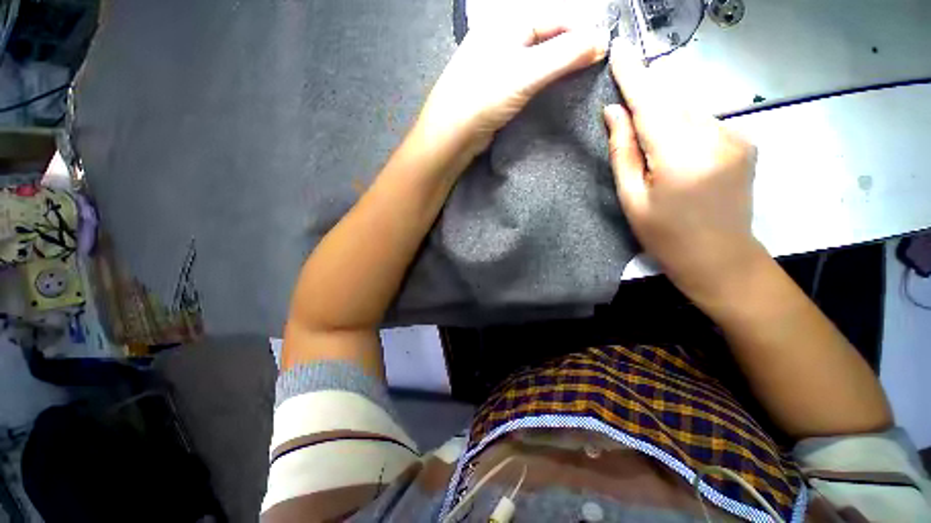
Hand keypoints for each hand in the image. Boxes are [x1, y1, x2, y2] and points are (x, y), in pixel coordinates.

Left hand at [417, 10, 608, 157]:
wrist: (451, 135)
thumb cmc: (483, 98)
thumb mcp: (525, 73)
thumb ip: (564, 55)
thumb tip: (602, 41)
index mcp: (507, 21)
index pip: (556, 17)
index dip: (583, 31)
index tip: (605, 50)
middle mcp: (503, 37)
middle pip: (548, 35)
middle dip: (572, 49)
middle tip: (594, 66)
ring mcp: (498, 63)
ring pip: (538, 57)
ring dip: (559, 66)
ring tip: (579, 77)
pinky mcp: (497, 87)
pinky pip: (527, 76)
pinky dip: (543, 80)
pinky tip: (554, 88)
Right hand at [603, 41, 760, 299]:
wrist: (720, 258)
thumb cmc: (665, 235)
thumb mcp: (632, 199)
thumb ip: (624, 153)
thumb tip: (613, 113)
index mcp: (681, 157)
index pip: (652, 105)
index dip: (633, 77)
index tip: (618, 51)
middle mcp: (715, 137)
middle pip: (672, 102)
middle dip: (647, 98)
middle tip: (625, 101)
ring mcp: (737, 137)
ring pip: (689, 110)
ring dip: (665, 116)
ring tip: (652, 142)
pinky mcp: (745, 141)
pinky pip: (705, 122)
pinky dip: (684, 126)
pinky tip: (677, 151)